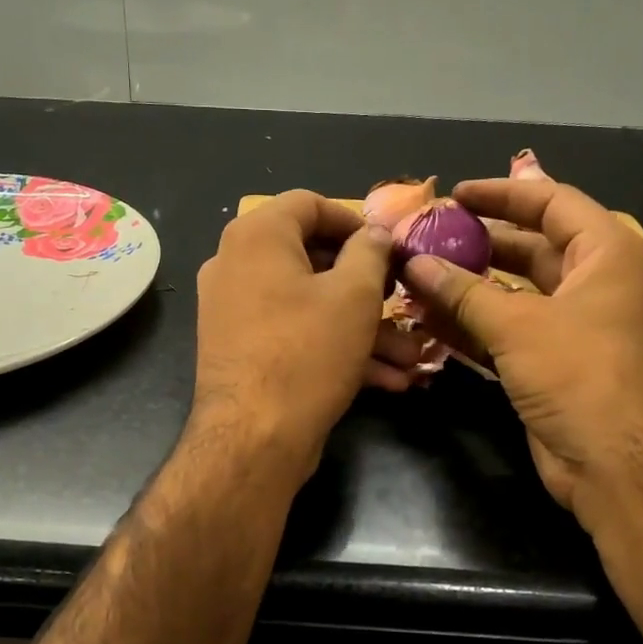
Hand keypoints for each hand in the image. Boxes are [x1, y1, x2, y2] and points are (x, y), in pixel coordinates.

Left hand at [189, 191, 413, 480]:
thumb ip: (370, 252)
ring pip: (309, 305)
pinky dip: (334, 348)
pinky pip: (293, 335)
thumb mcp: (354, 295)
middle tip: (401, 302)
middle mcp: (235, 266)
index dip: (355, 221)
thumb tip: (374, 233)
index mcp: (256, 236)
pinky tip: (384, 379)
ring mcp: (234, 312)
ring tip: (408, 356)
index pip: (309, 204)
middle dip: (368, 287)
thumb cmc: (307, 352)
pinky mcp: (241, 351)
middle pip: (311, 259)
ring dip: (361, 328)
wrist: (253, 439)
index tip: (389, 248)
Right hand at [401, 177, 642, 514]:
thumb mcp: (519, 324)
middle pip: (530, 248)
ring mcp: (573, 328)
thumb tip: (414, 262)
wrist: (620, 462)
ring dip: (468, 289)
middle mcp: (593, 284)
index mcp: (605, 254)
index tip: (453, 195)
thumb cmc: (581, 373)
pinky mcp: (553, 365)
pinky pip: (507, 332)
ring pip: (514, 294)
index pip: (552, 202)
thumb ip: (463, 291)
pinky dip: (472, 326)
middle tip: (426, 239)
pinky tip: (429, 322)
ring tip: (417, 278)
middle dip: (478, 243)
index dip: (501, 194)